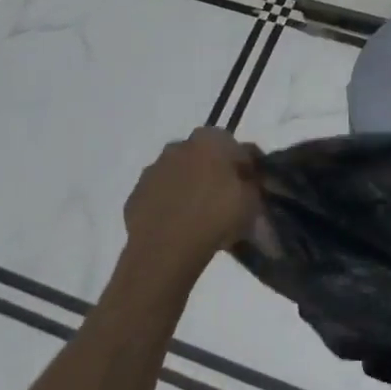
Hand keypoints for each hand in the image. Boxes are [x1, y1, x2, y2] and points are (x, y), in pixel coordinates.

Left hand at [122, 129, 259, 280]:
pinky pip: (159, 197)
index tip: (250, 187)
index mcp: (210, 139)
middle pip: (203, 157)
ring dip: (188, 188)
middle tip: (223, 200)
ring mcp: (153, 170)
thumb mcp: (252, 201)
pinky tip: (177, 227)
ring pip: (178, 175)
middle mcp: (179, 146)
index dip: (244, 167)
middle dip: (213, 173)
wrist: (165, 250)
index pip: (234, 147)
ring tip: (199, 217)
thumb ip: (254, 185)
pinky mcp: (135, 195)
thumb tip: (252, 182)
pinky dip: (168, 206)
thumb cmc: (216, 216)